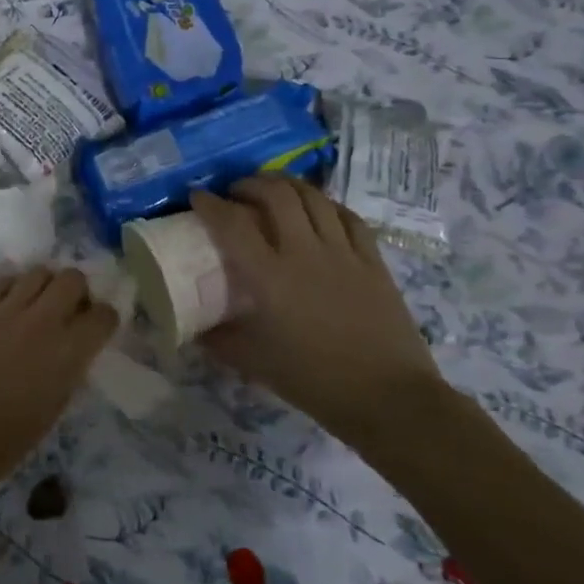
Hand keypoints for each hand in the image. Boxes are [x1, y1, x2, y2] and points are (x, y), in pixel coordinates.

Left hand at [0, 268, 116, 509]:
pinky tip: (10, 306)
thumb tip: (73, 353)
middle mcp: (41, 323)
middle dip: (79, 291)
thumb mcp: (51, 412)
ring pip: (38, 272)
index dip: (105, 319)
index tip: (99, 328)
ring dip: (46, 285)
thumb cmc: (2, 444)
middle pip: (72, 279)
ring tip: (39, 305)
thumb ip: (67, 373)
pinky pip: (3, 282)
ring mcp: (5, 311)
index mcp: (67, 354)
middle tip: (70, 311)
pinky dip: (14, 288)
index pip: (103, 316)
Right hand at [190, 175, 441, 440]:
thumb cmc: (315, 381)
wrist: (389, 399)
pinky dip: (326, 205)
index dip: (209, 204)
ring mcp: (343, 253)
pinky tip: (317, 210)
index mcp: (270, 277)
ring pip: (313, 197)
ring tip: (273, 190)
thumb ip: (219, 339)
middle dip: (250, 184)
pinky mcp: (372, 261)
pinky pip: (348, 217)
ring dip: (287, 185)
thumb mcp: (254, 363)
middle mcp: (304, 253)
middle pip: (276, 195)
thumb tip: (194, 326)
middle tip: (236, 193)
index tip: (196, 196)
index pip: (232, 223)